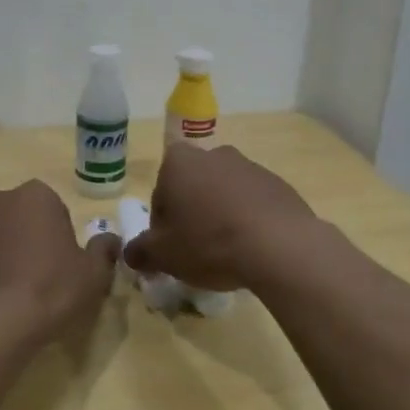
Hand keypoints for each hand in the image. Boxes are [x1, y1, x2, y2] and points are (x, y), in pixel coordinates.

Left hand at [0, 180, 120, 345]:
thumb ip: (103, 251)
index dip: (50, 226)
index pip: (46, 201)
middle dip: (6, 217)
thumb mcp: (93, 275)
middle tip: (15, 253)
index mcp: (36, 197)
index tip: (52, 254)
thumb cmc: (52, 290)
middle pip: (2, 199)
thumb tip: (110, 240)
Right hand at [123, 143, 318, 291]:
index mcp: (179, 162)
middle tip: (197, 252)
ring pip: (224, 195)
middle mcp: (214, 154)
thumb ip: (140, 251)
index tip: (172, 250)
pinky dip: (249, 222)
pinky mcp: (279, 184)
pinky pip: (254, 204)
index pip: (160, 194)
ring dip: (222, 218)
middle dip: (193, 217)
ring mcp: (250, 166)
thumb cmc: (209, 243)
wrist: (279, 245)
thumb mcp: (163, 255)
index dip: (162, 225)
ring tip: (228, 255)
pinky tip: (253, 249)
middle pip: (193, 190)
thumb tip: (131, 253)